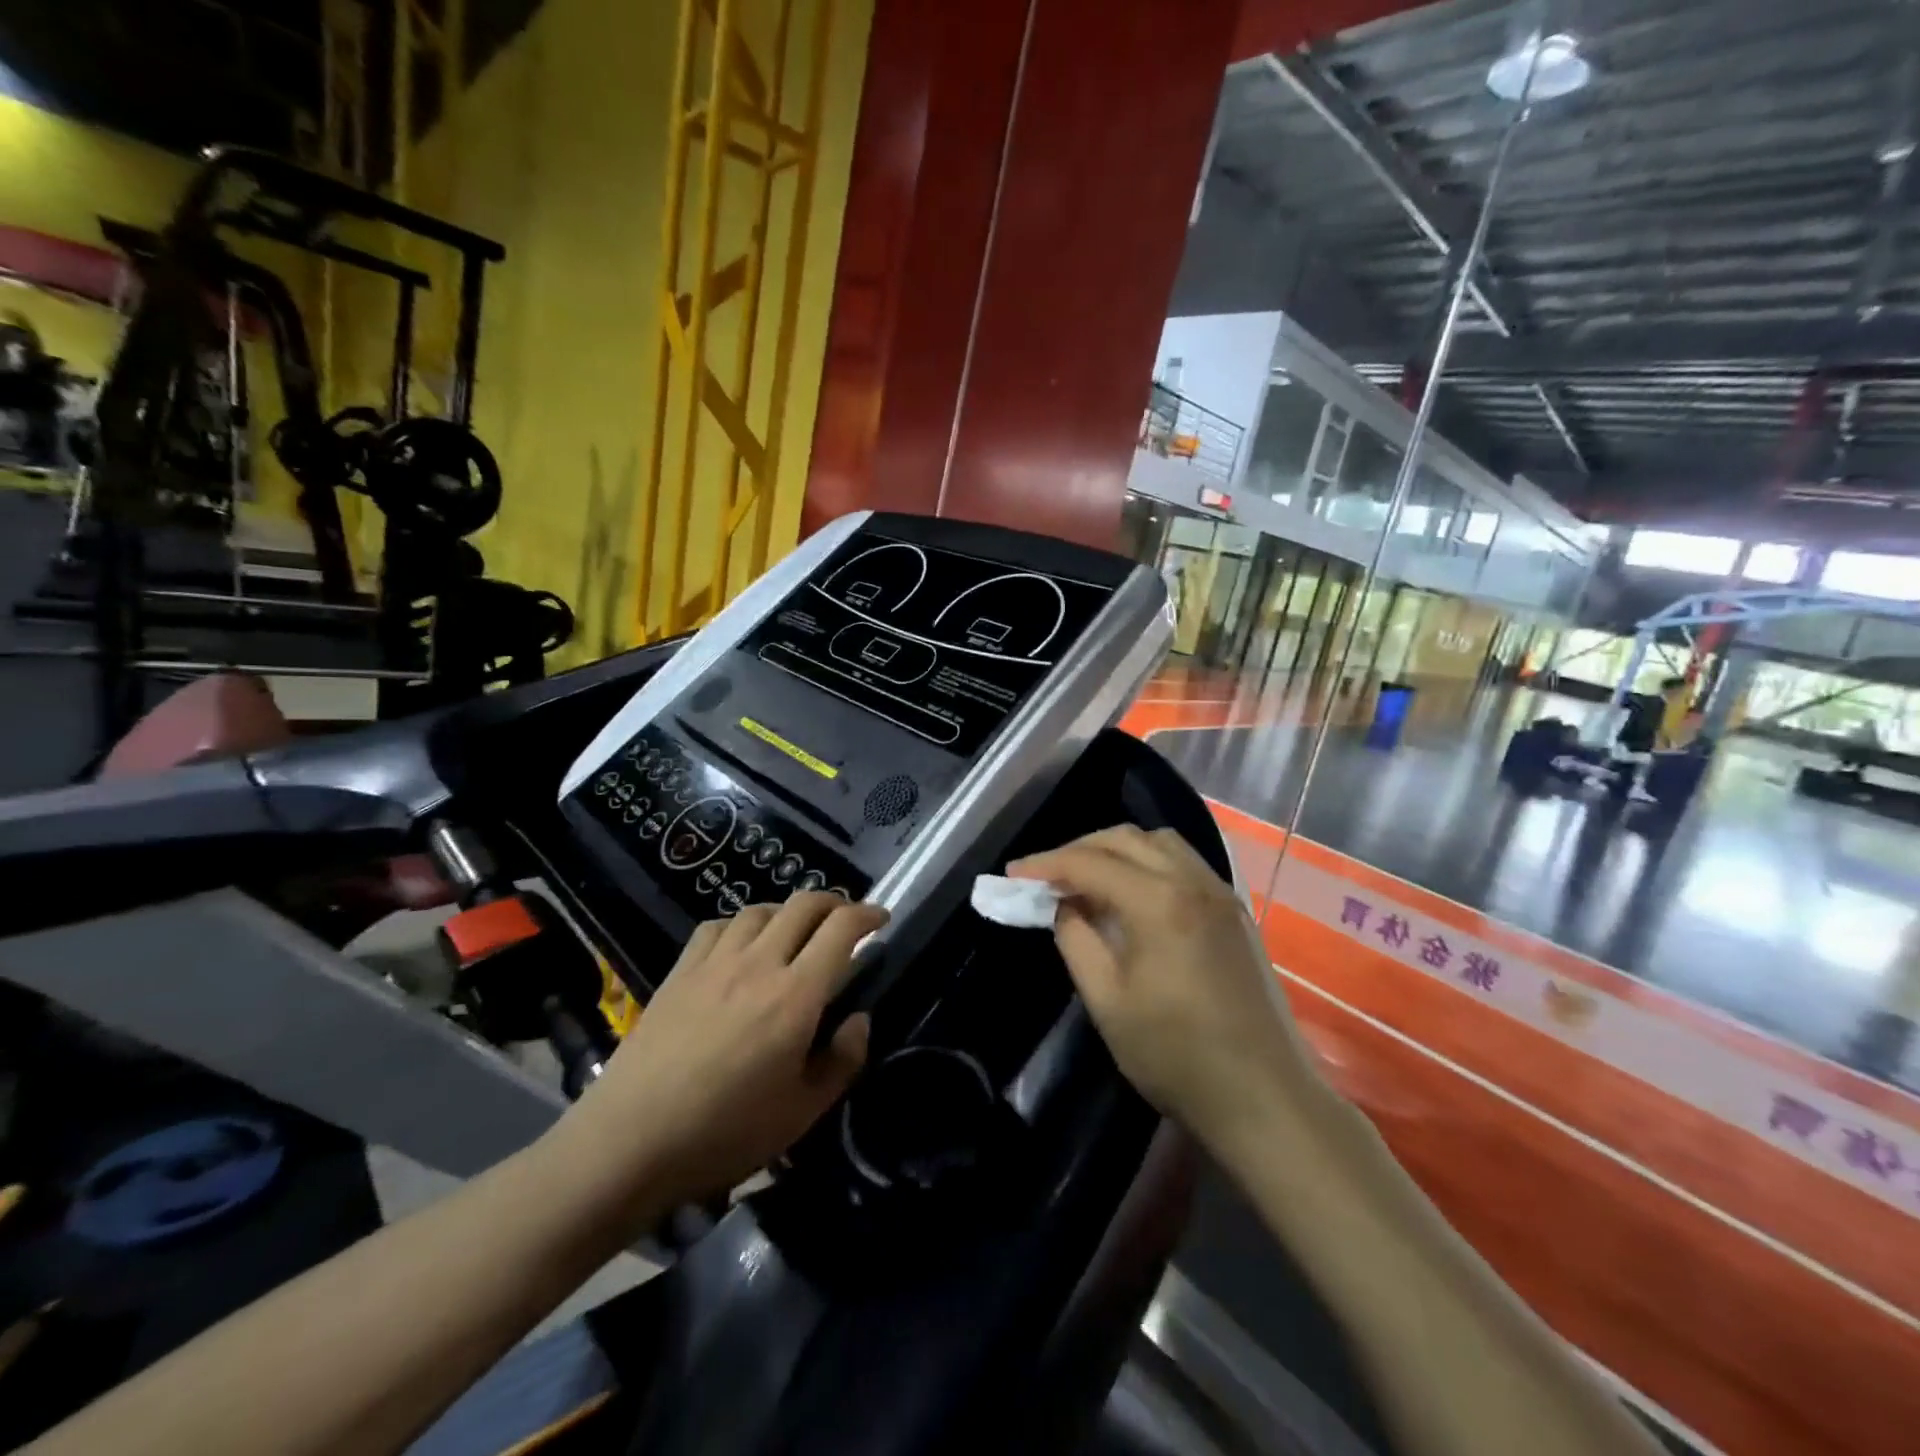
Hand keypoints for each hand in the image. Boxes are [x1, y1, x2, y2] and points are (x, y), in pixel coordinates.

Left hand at [565, 893, 885, 1207]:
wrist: (630, 1142)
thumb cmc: (725, 1133)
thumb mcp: (803, 1113)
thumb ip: (843, 1060)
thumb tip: (860, 1019)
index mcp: (796, 995)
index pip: (841, 929)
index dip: (867, 915)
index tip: (881, 920)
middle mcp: (759, 964)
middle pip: (804, 905)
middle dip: (834, 903)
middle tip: (846, 922)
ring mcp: (715, 963)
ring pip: (760, 909)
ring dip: (788, 912)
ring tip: (795, 932)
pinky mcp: (680, 971)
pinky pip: (717, 926)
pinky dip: (741, 925)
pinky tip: (741, 945)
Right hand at [1010, 827, 1332, 1147]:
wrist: (1265, 1098)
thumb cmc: (1177, 1056)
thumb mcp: (1107, 1002)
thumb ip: (1077, 941)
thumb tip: (1066, 906)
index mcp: (1159, 902)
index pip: (1090, 863)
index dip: (1046, 864)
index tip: (1013, 874)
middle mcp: (1194, 882)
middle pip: (1126, 839)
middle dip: (1078, 849)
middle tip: (1045, 875)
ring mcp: (1221, 893)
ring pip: (1160, 843)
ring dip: (1116, 849)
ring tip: (1086, 879)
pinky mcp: (1236, 911)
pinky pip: (1184, 862)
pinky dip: (1147, 862)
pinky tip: (1131, 893)